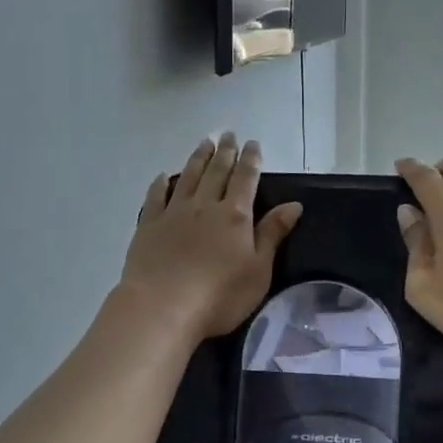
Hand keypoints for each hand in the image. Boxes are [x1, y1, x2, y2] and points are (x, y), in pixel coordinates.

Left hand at [121, 134, 301, 341]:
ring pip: (188, 177)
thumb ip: (272, 234)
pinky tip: (164, 176)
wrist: (162, 307)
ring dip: (197, 158)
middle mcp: (205, 206)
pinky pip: (156, 197)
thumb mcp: (258, 270)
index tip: (253, 143)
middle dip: (225, 152)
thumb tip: (294, 204)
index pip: (246, 179)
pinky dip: (161, 183)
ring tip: (204, 143)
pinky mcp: (148, 226)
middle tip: (228, 134)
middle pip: (216, 172)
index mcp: (235, 215)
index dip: (251, 160)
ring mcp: (173, 213)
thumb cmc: (220, 295)